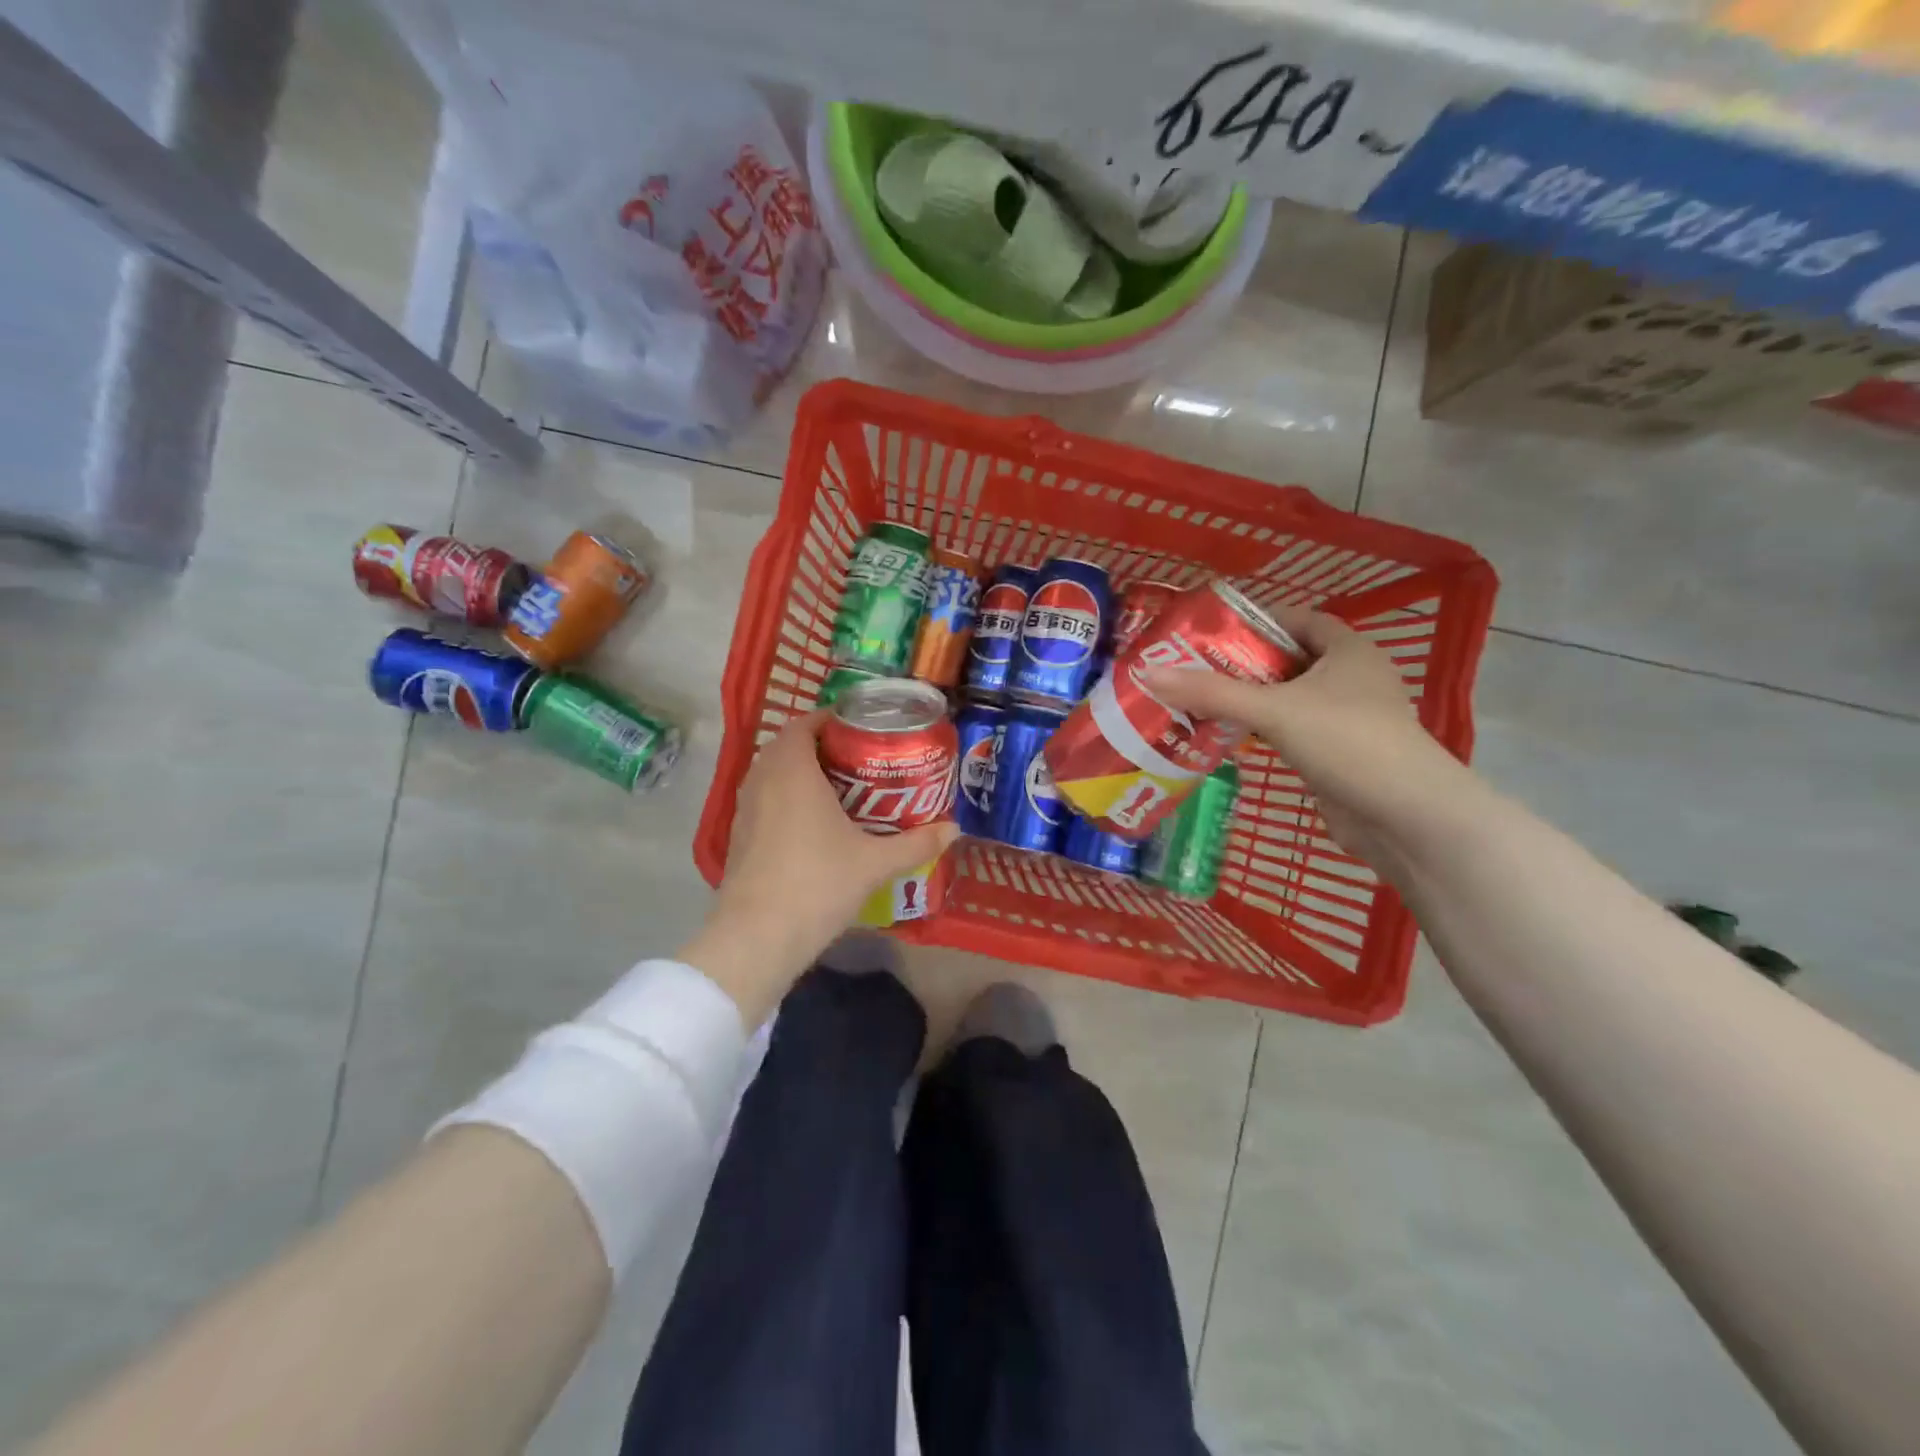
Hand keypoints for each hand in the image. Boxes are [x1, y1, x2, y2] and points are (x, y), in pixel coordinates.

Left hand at [680, 711, 958, 1022]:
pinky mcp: (738, 835)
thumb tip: (955, 829)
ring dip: (800, 771)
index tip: (860, 727)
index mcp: (792, 770)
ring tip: (839, 787)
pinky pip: (763, 798)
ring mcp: (744, 808)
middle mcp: (762, 779)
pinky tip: (812, 823)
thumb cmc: (818, 884)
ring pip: (772, 772)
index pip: (804, 723)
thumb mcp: (875, 863)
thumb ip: (916, 843)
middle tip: (857, 757)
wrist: (758, 936)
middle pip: (787, 745)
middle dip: (820, 745)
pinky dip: (785, 797)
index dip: (830, 719)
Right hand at [1145, 607, 1475, 870]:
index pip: (1299, 620)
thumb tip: (1148, 671)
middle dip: (1241, 664)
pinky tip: (1224, 737)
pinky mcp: (1336, 756)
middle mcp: (1350, 679)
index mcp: (1348, 651)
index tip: (1212, 631)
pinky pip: (1289, 732)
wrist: (1406, 818)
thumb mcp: (1275, 710)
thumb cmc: (1348, 743)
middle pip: (1287, 660)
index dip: (1257, 621)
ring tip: (1196, 701)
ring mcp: (1345, 720)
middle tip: (1191, 668)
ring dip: (1248, 701)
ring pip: (1286, 699)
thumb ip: (1212, 692)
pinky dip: (1260, 732)